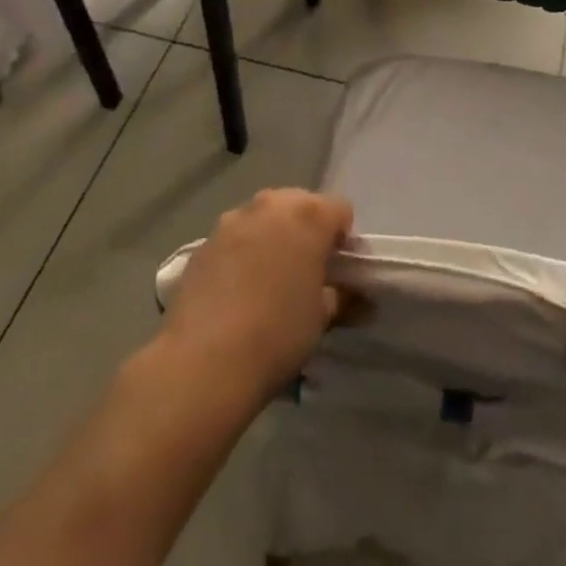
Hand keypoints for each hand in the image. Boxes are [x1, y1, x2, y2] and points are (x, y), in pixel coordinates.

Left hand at [160, 188, 353, 401]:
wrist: (204, 362)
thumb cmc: (277, 334)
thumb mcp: (321, 318)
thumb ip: (343, 298)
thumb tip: (360, 299)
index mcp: (310, 214)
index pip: (341, 210)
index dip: (343, 239)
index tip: (338, 271)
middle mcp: (272, 204)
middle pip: (301, 205)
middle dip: (307, 231)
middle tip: (305, 273)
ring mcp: (234, 218)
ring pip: (265, 217)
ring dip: (273, 237)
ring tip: (268, 281)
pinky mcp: (205, 240)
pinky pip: (235, 237)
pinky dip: (243, 252)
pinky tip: (237, 290)